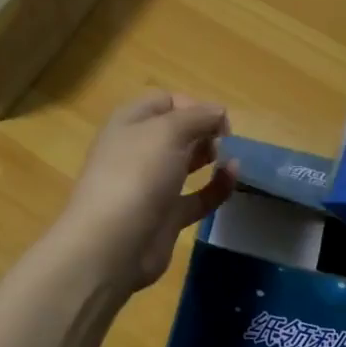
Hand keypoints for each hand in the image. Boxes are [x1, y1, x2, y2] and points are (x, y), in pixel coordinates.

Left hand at [56, 92, 238, 291]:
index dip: (192, 105)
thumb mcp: (168, 132)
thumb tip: (219, 112)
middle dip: (204, 130)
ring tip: (230, 155)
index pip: (164, 102)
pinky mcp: (166, 216)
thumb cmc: (136, 175)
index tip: (216, 119)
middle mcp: (138, 151)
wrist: (111, 245)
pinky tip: (234, 176)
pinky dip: (217, 186)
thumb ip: (198, 117)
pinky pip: (197, 196)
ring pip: (186, 163)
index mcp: (129, 123)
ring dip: (210, 155)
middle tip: (224, 139)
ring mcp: (151, 185)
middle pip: (176, 131)